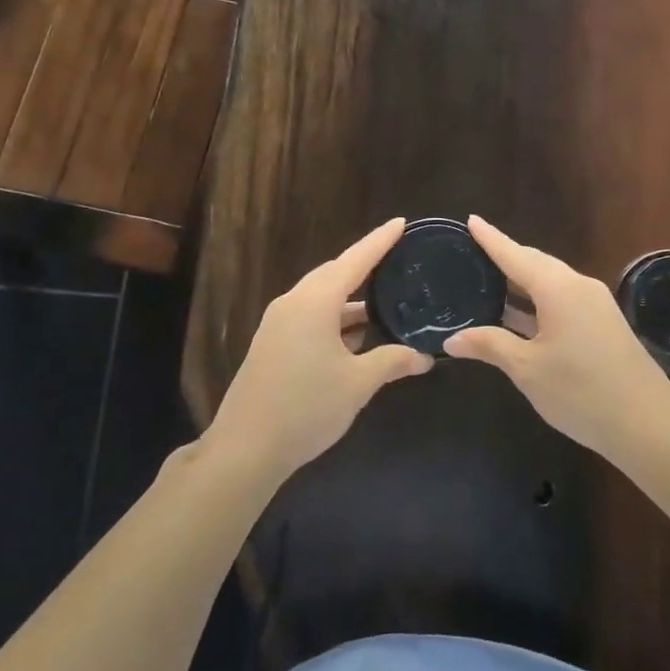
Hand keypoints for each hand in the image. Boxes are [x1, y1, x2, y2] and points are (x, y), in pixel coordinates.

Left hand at [204, 219, 431, 483]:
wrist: (246, 448)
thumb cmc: (306, 407)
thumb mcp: (357, 384)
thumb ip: (392, 361)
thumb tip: (424, 356)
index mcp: (315, 301)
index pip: (355, 260)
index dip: (380, 241)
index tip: (401, 223)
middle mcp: (294, 302)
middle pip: (335, 275)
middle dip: (366, 267)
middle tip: (398, 260)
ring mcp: (279, 323)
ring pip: (322, 298)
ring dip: (352, 301)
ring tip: (386, 302)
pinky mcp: (273, 343)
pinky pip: (311, 317)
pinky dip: (336, 319)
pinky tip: (358, 336)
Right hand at [443, 216, 669, 457]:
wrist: (648, 424)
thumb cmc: (581, 392)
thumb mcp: (528, 369)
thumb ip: (490, 346)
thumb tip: (452, 339)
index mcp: (558, 288)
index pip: (515, 255)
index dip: (491, 238)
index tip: (471, 220)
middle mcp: (578, 286)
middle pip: (535, 263)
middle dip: (506, 256)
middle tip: (474, 252)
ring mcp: (595, 304)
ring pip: (550, 281)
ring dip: (521, 281)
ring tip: (489, 280)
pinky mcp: (603, 323)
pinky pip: (562, 298)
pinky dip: (536, 300)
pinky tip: (518, 313)